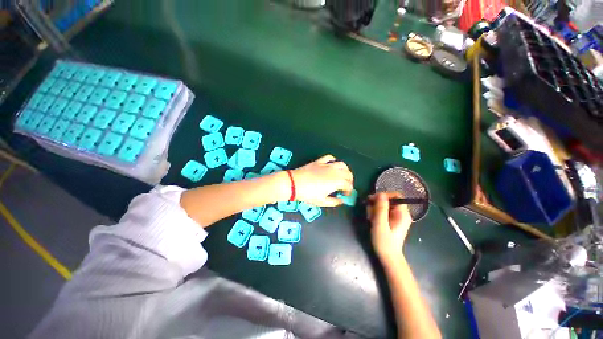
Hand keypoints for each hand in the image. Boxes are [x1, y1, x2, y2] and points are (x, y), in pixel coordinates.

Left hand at [290, 155, 353, 206]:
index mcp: (337, 182)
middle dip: (349, 180)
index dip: (349, 191)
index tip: (345, 195)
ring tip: (342, 175)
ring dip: (345, 169)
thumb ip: (334, 202)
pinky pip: (329, 158)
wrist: (295, 183)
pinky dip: (333, 160)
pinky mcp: (319, 161)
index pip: (348, 185)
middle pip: (348, 173)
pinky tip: (332, 164)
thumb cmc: (309, 194)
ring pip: (341, 164)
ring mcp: (327, 165)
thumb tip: (341, 201)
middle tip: (346, 186)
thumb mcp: (322, 202)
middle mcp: (335, 171)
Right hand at [367, 192, 411, 261]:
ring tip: (370, 218)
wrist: (388, 257)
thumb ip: (381, 208)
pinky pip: (382, 211)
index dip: (384, 195)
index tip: (373, 200)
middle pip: (388, 200)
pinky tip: (372, 220)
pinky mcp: (391, 220)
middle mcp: (401, 213)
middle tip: (369, 212)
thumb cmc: (384, 242)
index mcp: (402, 214)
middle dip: (376, 204)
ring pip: (383, 205)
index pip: (396, 196)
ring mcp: (396, 217)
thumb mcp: (380, 224)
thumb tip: (381, 194)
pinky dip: (375, 213)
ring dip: (374, 209)